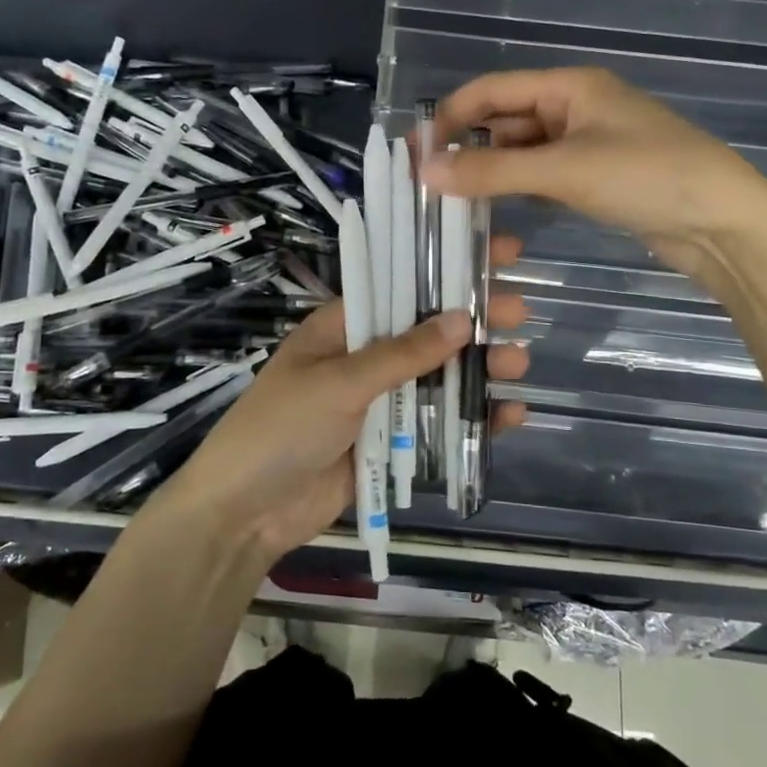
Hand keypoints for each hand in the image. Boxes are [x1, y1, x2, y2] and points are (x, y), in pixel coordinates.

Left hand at [151, 255, 530, 565]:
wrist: (246, 513)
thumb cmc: (281, 429)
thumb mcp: (339, 383)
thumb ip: (401, 354)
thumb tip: (460, 318)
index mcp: (343, 327)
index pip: (400, 285)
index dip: (445, 268)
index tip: (492, 253)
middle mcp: (365, 357)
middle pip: (428, 331)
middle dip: (472, 320)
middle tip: (520, 311)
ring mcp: (380, 401)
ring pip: (440, 376)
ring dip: (479, 369)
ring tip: (519, 363)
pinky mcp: (390, 442)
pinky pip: (437, 423)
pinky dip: (472, 419)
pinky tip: (509, 415)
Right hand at [425, 67, 766, 294]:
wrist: (723, 224)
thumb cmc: (646, 177)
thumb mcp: (564, 170)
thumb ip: (492, 171)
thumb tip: (426, 171)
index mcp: (570, 87)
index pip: (492, 91)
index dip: (450, 116)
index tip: (416, 153)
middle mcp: (575, 107)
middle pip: (505, 119)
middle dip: (468, 147)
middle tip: (429, 185)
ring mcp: (588, 144)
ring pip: (523, 151)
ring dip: (491, 171)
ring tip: (453, 202)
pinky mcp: (597, 177)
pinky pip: (544, 175)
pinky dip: (518, 188)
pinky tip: (496, 210)